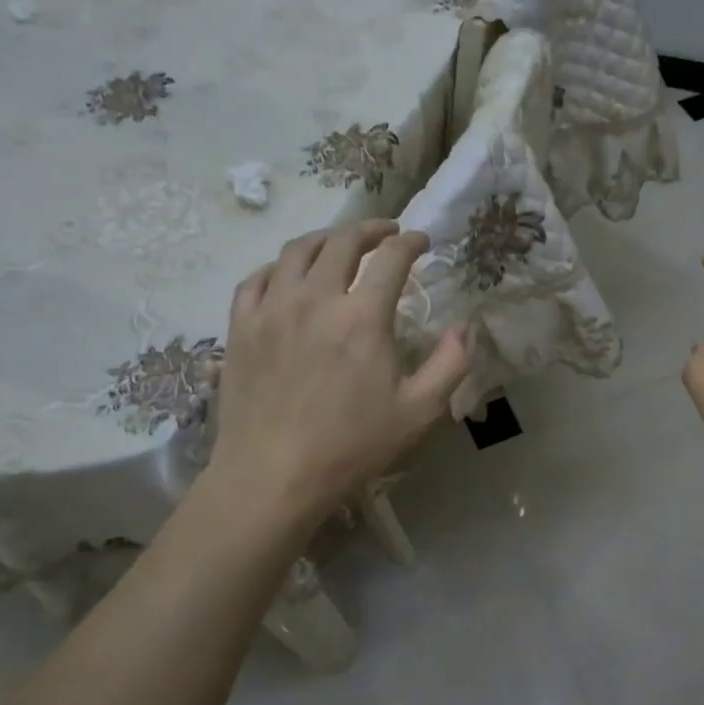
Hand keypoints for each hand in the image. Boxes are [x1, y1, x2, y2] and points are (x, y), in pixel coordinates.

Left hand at [207, 221, 469, 523]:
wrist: (273, 475)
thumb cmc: (351, 447)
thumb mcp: (418, 412)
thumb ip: (449, 365)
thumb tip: (463, 328)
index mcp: (362, 317)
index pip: (390, 258)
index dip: (410, 242)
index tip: (421, 242)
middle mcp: (315, 299)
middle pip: (342, 242)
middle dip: (370, 229)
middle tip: (385, 233)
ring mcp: (272, 309)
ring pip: (296, 251)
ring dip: (325, 239)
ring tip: (339, 245)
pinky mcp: (240, 326)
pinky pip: (257, 279)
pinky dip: (279, 267)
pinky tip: (288, 275)